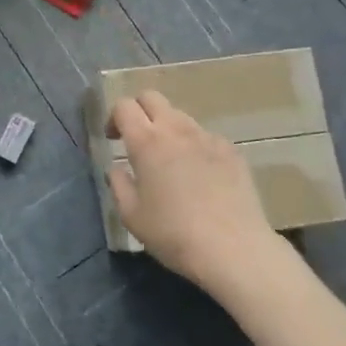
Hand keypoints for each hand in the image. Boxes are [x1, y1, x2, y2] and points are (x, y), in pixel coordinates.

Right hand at [107, 91, 276, 289]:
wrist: (233, 248)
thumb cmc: (174, 233)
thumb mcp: (132, 216)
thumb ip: (118, 184)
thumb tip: (116, 168)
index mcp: (146, 142)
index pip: (124, 106)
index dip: (114, 117)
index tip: (113, 139)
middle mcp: (176, 130)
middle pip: (152, 97)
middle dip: (139, 110)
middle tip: (136, 138)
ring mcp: (207, 137)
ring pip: (180, 116)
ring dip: (167, 128)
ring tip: (169, 161)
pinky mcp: (231, 150)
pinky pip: (205, 137)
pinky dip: (194, 146)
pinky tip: (199, 176)